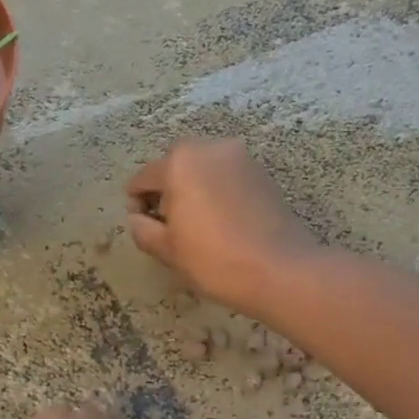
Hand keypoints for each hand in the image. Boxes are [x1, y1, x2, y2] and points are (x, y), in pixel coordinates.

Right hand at [126, 140, 317, 316]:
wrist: (281, 270)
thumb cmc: (214, 259)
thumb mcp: (167, 249)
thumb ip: (142, 229)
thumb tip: (138, 219)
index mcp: (179, 162)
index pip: (143, 179)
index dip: (137, 205)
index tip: (146, 230)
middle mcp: (210, 148)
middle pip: (174, 167)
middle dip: (167, 193)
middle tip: (172, 228)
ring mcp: (240, 158)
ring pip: (203, 170)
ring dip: (194, 191)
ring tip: (199, 227)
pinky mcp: (262, 173)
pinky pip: (227, 178)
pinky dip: (218, 193)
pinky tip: (224, 224)